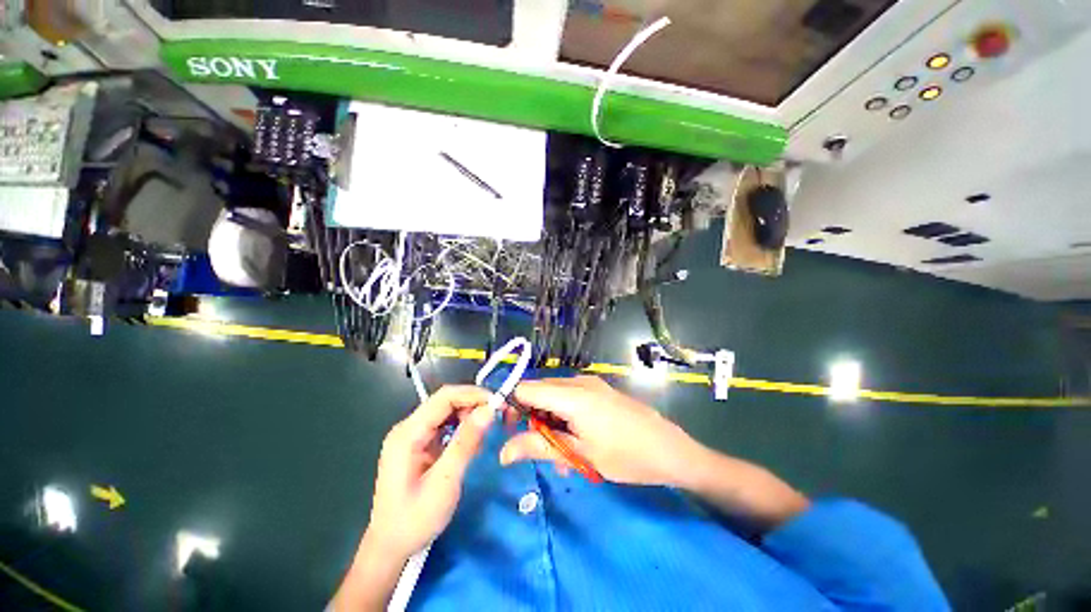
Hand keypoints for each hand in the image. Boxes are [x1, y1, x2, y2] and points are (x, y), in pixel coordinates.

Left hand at [366, 385, 493, 560]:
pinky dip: (462, 427)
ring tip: (487, 430)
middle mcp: (408, 428)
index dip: (473, 394)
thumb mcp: (444, 482)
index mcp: (408, 433)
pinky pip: (445, 425)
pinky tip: (472, 441)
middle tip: (498, 416)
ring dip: (470, 415)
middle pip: (446, 401)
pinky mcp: (419, 445)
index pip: (444, 397)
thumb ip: (466, 443)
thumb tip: (488, 410)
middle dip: (474, 404)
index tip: (498, 402)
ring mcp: (413, 436)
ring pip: (447, 412)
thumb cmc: (414, 519)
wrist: (390, 548)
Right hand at [500, 376, 702, 486]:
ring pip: (554, 398)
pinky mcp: (598, 392)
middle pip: (539, 392)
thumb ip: (538, 447)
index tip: (504, 429)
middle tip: (533, 447)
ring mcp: (590, 385)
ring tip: (560, 457)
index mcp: (571, 394)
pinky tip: (574, 444)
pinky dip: (564, 418)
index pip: (525, 388)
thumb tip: (502, 452)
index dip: (509, 405)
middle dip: (530, 418)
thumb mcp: (579, 454)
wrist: (670, 450)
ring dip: (549, 423)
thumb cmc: (625, 455)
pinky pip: (570, 399)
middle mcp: (578, 382)